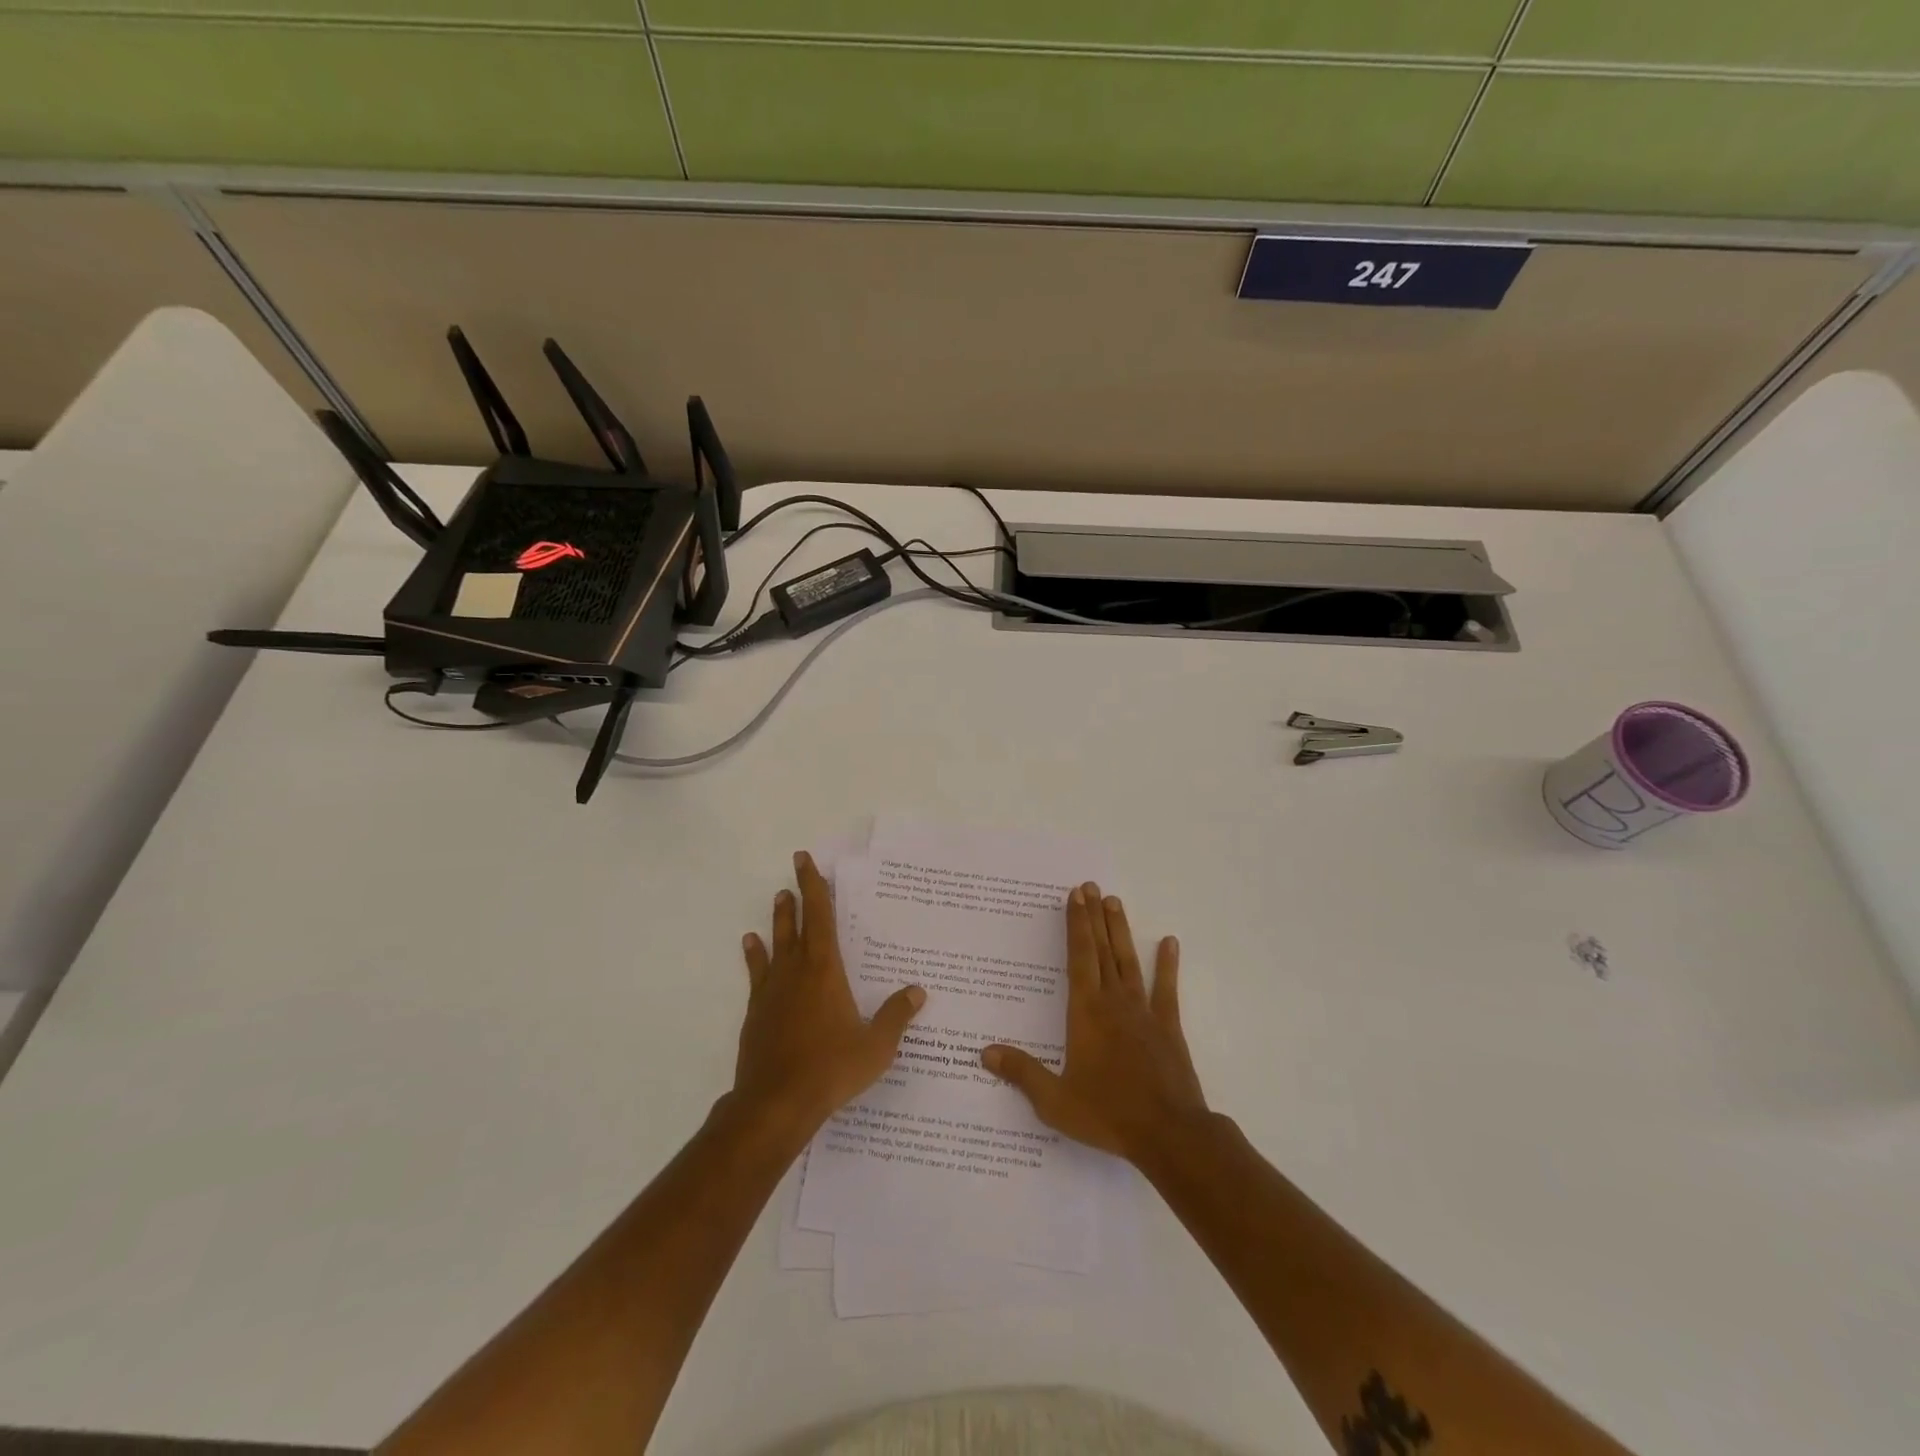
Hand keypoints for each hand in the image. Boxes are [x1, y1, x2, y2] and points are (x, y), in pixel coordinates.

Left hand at [732, 851, 925, 1142]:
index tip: (806, 861)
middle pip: (795, 924)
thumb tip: (918, 990)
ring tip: (777, 901)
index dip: (815, 887)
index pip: (820, 917)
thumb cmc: (830, 1069)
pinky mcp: (756, 1012)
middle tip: (795, 871)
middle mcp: (796, 972)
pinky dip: (755, 956)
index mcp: (825, 970)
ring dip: (777, 921)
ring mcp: (772, 991)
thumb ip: (896, 1016)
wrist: (775, 1104)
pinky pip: (757, 974)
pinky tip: (752, 947)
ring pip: (774, 944)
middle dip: (797, 895)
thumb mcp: (875, 1046)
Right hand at [982, 882, 1207, 1163]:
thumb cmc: (1107, 1114)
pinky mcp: (1168, 1027)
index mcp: (1085, 1012)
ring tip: (1115, 901)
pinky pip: (1166, 989)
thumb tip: (985, 1052)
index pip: (1078, 957)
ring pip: (1129, 961)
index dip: (1075, 925)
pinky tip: (1170, 942)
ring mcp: (1144, 1012)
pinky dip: (1168, 965)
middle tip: (1091, 887)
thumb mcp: (1055, 1101)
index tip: (1075, 896)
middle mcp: (1113, 1002)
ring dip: (1120, 930)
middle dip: (1094, 917)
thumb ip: (1022, 1073)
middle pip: (1102, 950)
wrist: (1169, 1134)